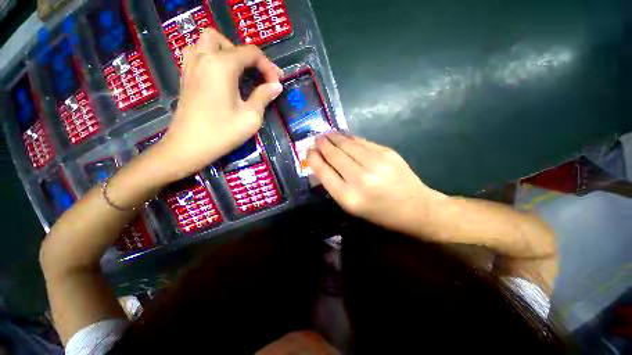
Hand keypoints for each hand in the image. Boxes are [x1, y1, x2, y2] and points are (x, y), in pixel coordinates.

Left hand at [155, 29, 282, 181]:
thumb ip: (264, 96)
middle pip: (229, 42)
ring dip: (228, 51)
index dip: (268, 66)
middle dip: (248, 56)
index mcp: (222, 65)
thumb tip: (276, 86)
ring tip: (239, 71)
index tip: (276, 84)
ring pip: (209, 41)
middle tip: (258, 75)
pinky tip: (222, 76)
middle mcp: (204, 57)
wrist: (189, 147)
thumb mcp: (251, 117)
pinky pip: (199, 53)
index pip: (251, 53)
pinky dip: (213, 57)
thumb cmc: (222, 132)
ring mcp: (191, 65)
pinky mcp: (186, 75)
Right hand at [307, 133, 444, 233]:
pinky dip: (350, 138)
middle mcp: (360, 178)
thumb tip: (319, 167)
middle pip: (334, 155)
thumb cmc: (380, 213)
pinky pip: (362, 141)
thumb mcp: (352, 207)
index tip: (308, 151)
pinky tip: (343, 136)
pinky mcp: (387, 152)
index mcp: (349, 197)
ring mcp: (376, 162)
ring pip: (347, 144)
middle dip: (322, 144)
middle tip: (315, 138)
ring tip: (326, 134)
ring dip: (334, 137)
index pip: (324, 172)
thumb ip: (334, 186)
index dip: (314, 159)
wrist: (416, 208)